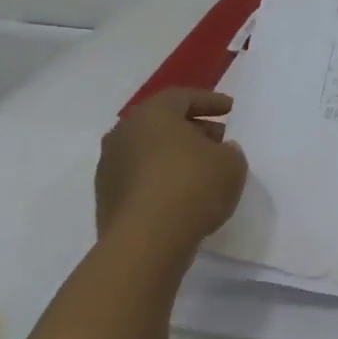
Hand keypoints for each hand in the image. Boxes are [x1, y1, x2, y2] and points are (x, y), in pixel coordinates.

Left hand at [95, 89, 247, 246]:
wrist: (146, 240)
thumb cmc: (192, 186)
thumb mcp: (231, 163)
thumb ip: (228, 151)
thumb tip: (219, 151)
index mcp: (153, 114)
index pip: (183, 97)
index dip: (210, 101)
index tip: (230, 109)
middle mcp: (124, 133)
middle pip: (162, 124)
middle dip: (193, 129)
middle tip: (219, 139)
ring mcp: (110, 167)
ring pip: (148, 152)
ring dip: (174, 156)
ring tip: (201, 170)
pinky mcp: (106, 198)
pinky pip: (140, 179)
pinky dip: (161, 180)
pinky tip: (181, 195)